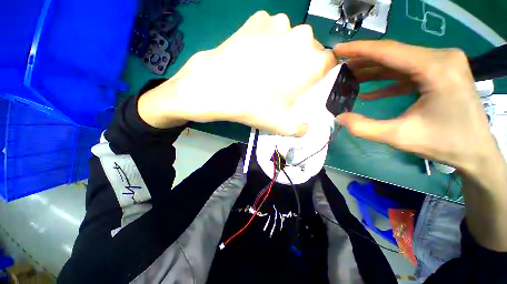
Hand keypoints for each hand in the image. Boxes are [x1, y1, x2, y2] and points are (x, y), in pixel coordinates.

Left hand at [139, 11, 336, 135]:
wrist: (216, 87)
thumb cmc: (253, 106)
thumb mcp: (280, 124)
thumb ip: (299, 128)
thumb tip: (306, 128)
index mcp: (312, 62)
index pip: (329, 63)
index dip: (319, 74)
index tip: (307, 83)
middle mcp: (301, 36)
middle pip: (310, 49)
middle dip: (302, 63)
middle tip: (284, 78)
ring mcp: (279, 23)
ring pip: (291, 38)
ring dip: (285, 50)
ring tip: (266, 66)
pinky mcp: (258, 19)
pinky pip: (271, 29)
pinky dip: (267, 39)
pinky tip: (254, 53)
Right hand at [333, 40, 498, 175]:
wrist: (475, 151)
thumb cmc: (444, 143)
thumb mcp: (399, 137)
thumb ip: (363, 127)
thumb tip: (339, 117)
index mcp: (436, 68)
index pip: (388, 51)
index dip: (359, 49)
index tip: (337, 49)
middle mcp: (441, 58)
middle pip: (393, 54)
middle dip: (362, 61)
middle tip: (338, 68)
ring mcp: (442, 64)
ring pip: (398, 62)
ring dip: (372, 71)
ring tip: (348, 78)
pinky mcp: (440, 73)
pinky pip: (407, 73)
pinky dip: (387, 81)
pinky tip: (369, 93)